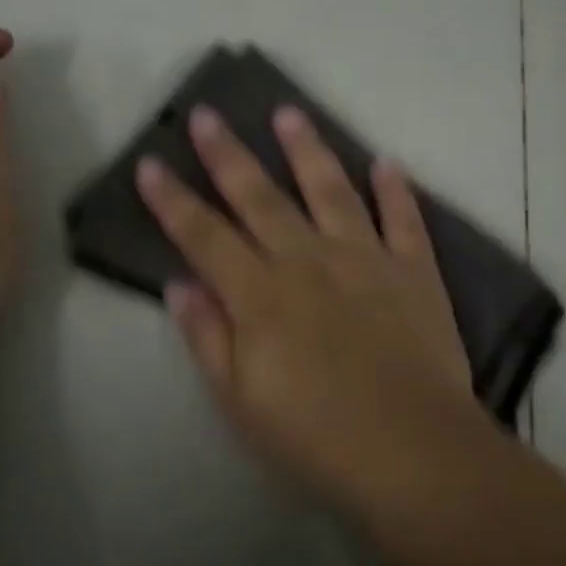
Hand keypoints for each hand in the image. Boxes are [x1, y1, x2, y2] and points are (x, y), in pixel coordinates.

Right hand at [136, 103, 478, 490]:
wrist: (413, 450)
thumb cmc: (316, 436)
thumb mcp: (241, 400)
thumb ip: (209, 337)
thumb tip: (181, 284)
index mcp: (261, 295)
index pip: (204, 235)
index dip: (173, 200)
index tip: (151, 162)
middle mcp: (309, 261)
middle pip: (260, 198)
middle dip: (229, 155)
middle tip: (208, 114)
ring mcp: (366, 260)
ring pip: (331, 191)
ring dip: (308, 151)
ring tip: (289, 114)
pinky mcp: (414, 271)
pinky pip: (404, 220)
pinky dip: (395, 190)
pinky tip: (386, 163)